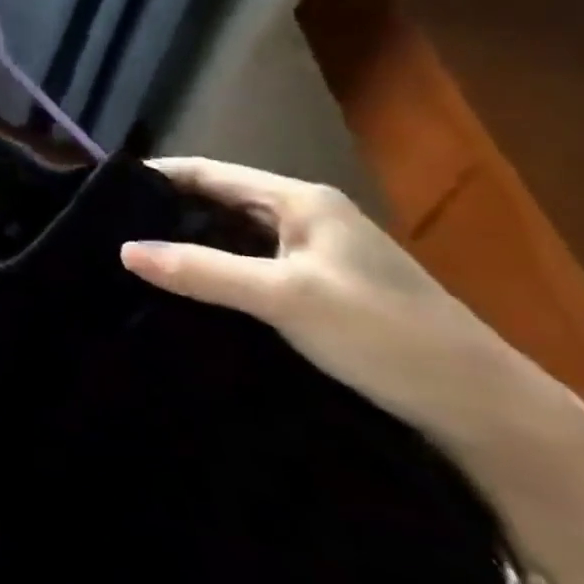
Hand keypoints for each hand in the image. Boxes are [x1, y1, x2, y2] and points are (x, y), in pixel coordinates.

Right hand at [119, 158, 508, 434]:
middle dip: (163, 212)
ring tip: (129, 258)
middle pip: (216, 202)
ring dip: (185, 244)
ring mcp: (312, 255)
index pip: (208, 172)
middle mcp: (305, 218)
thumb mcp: (284, 298)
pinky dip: (210, 271)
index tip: (99, 189)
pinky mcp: (315, 290)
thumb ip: (201, 270)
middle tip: (104, 228)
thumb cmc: (383, 334)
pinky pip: (245, 267)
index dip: (154, 176)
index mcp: (300, 201)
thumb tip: (123, 249)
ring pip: (230, 237)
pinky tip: (180, 290)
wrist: (483, 411)